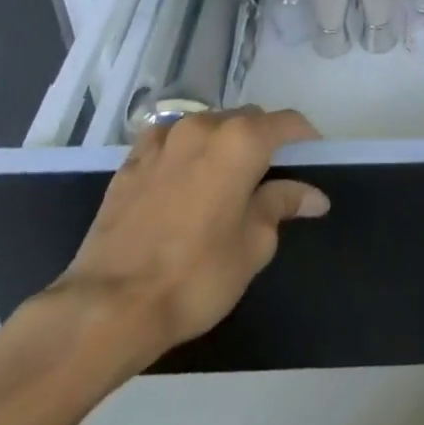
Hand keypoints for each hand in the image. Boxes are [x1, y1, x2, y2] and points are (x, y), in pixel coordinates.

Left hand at [42, 107, 327, 362]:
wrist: (110, 305)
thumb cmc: (197, 276)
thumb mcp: (254, 245)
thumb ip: (282, 205)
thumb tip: (312, 195)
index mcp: (240, 142)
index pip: (286, 122)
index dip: (305, 137)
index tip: (313, 159)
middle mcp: (202, 127)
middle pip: (246, 119)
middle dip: (264, 139)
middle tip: (272, 177)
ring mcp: (162, 141)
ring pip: (207, 125)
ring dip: (224, 142)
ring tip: (227, 179)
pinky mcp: (131, 161)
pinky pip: (170, 141)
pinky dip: (186, 150)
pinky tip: (184, 178)